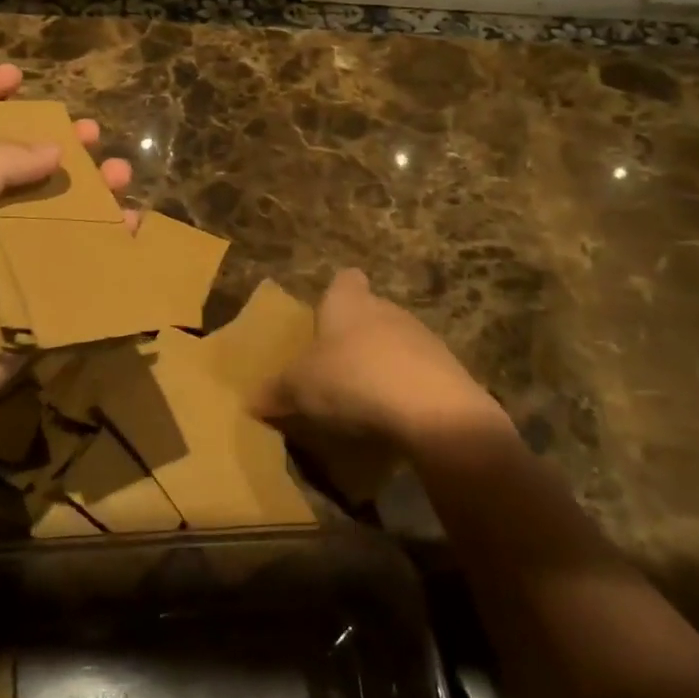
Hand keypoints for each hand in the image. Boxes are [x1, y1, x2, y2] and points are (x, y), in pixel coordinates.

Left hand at [0, 65, 131, 424]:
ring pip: (60, 212)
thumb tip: (54, 150)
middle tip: (90, 132)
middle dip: (58, 146)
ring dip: (92, 191)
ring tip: (121, 174)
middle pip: (23, 169)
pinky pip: (78, 258)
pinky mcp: (38, 290)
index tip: (17, 75)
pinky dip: (106, 241)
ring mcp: (10, 256)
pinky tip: (131, 225)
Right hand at [258, 270, 504, 451]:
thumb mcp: (299, 388)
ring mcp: (422, 337)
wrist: (431, 408)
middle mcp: (387, 309)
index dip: (336, 295)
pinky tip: (393, 418)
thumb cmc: (352, 379)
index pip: (345, 280)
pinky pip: (418, 373)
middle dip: (355, 336)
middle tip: (333, 370)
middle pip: (370, 313)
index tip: (325, 318)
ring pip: (395, 343)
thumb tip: (251, 400)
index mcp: (348, 302)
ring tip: (362, 400)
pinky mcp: (447, 369)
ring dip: (382, 364)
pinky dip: (405, 390)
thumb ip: (275, 391)